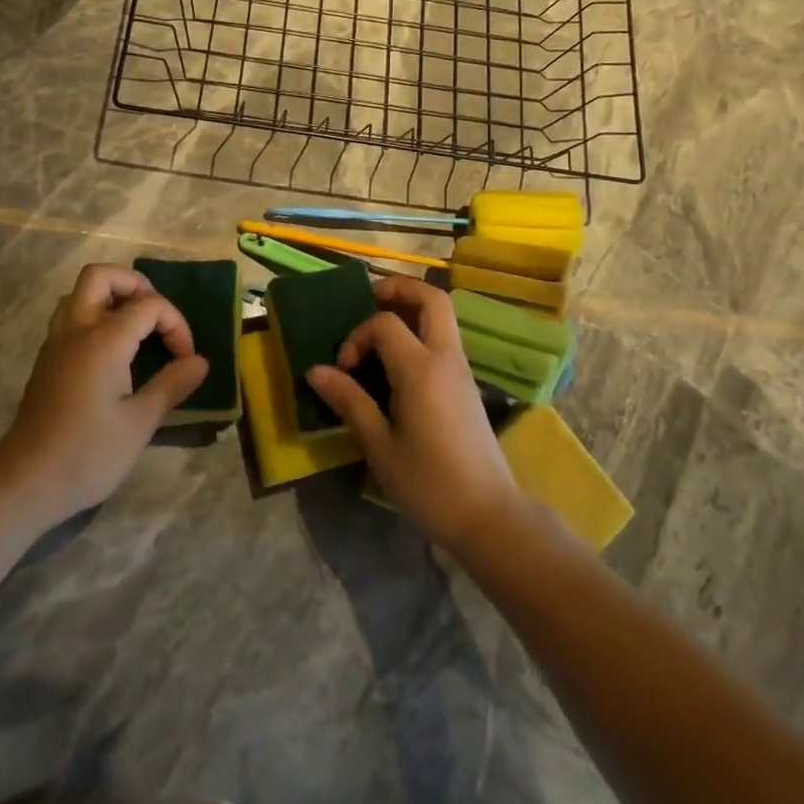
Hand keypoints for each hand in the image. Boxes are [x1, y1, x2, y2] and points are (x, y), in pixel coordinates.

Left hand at [0, 264, 209, 522]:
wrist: (24, 484)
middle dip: (135, 285)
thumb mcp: (140, 423)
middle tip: (156, 317)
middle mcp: (76, 330)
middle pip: (101, 275)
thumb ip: (172, 385)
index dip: (176, 324)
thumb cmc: (87, 454)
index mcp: (103, 339)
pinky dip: (95, 317)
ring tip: (136, 330)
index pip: (149, 304)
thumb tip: (200, 362)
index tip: (186, 359)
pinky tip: (112, 353)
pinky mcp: (46, 361)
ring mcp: (55, 343)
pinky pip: (70, 317)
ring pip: (80, 294)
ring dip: (111, 298)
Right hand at [306, 276, 521, 551]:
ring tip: (378, 326)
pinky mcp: (466, 384)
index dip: (357, 336)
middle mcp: (446, 358)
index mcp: (421, 369)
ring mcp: (461, 369)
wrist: (488, 515)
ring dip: (411, 308)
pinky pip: (444, 338)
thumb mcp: (379, 446)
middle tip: (368, 299)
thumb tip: (316, 370)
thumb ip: (349, 401)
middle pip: (432, 298)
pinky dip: (421, 331)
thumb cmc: (428, 483)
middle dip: (399, 288)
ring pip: (442, 316)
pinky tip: (397, 360)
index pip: (385, 323)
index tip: (343, 369)